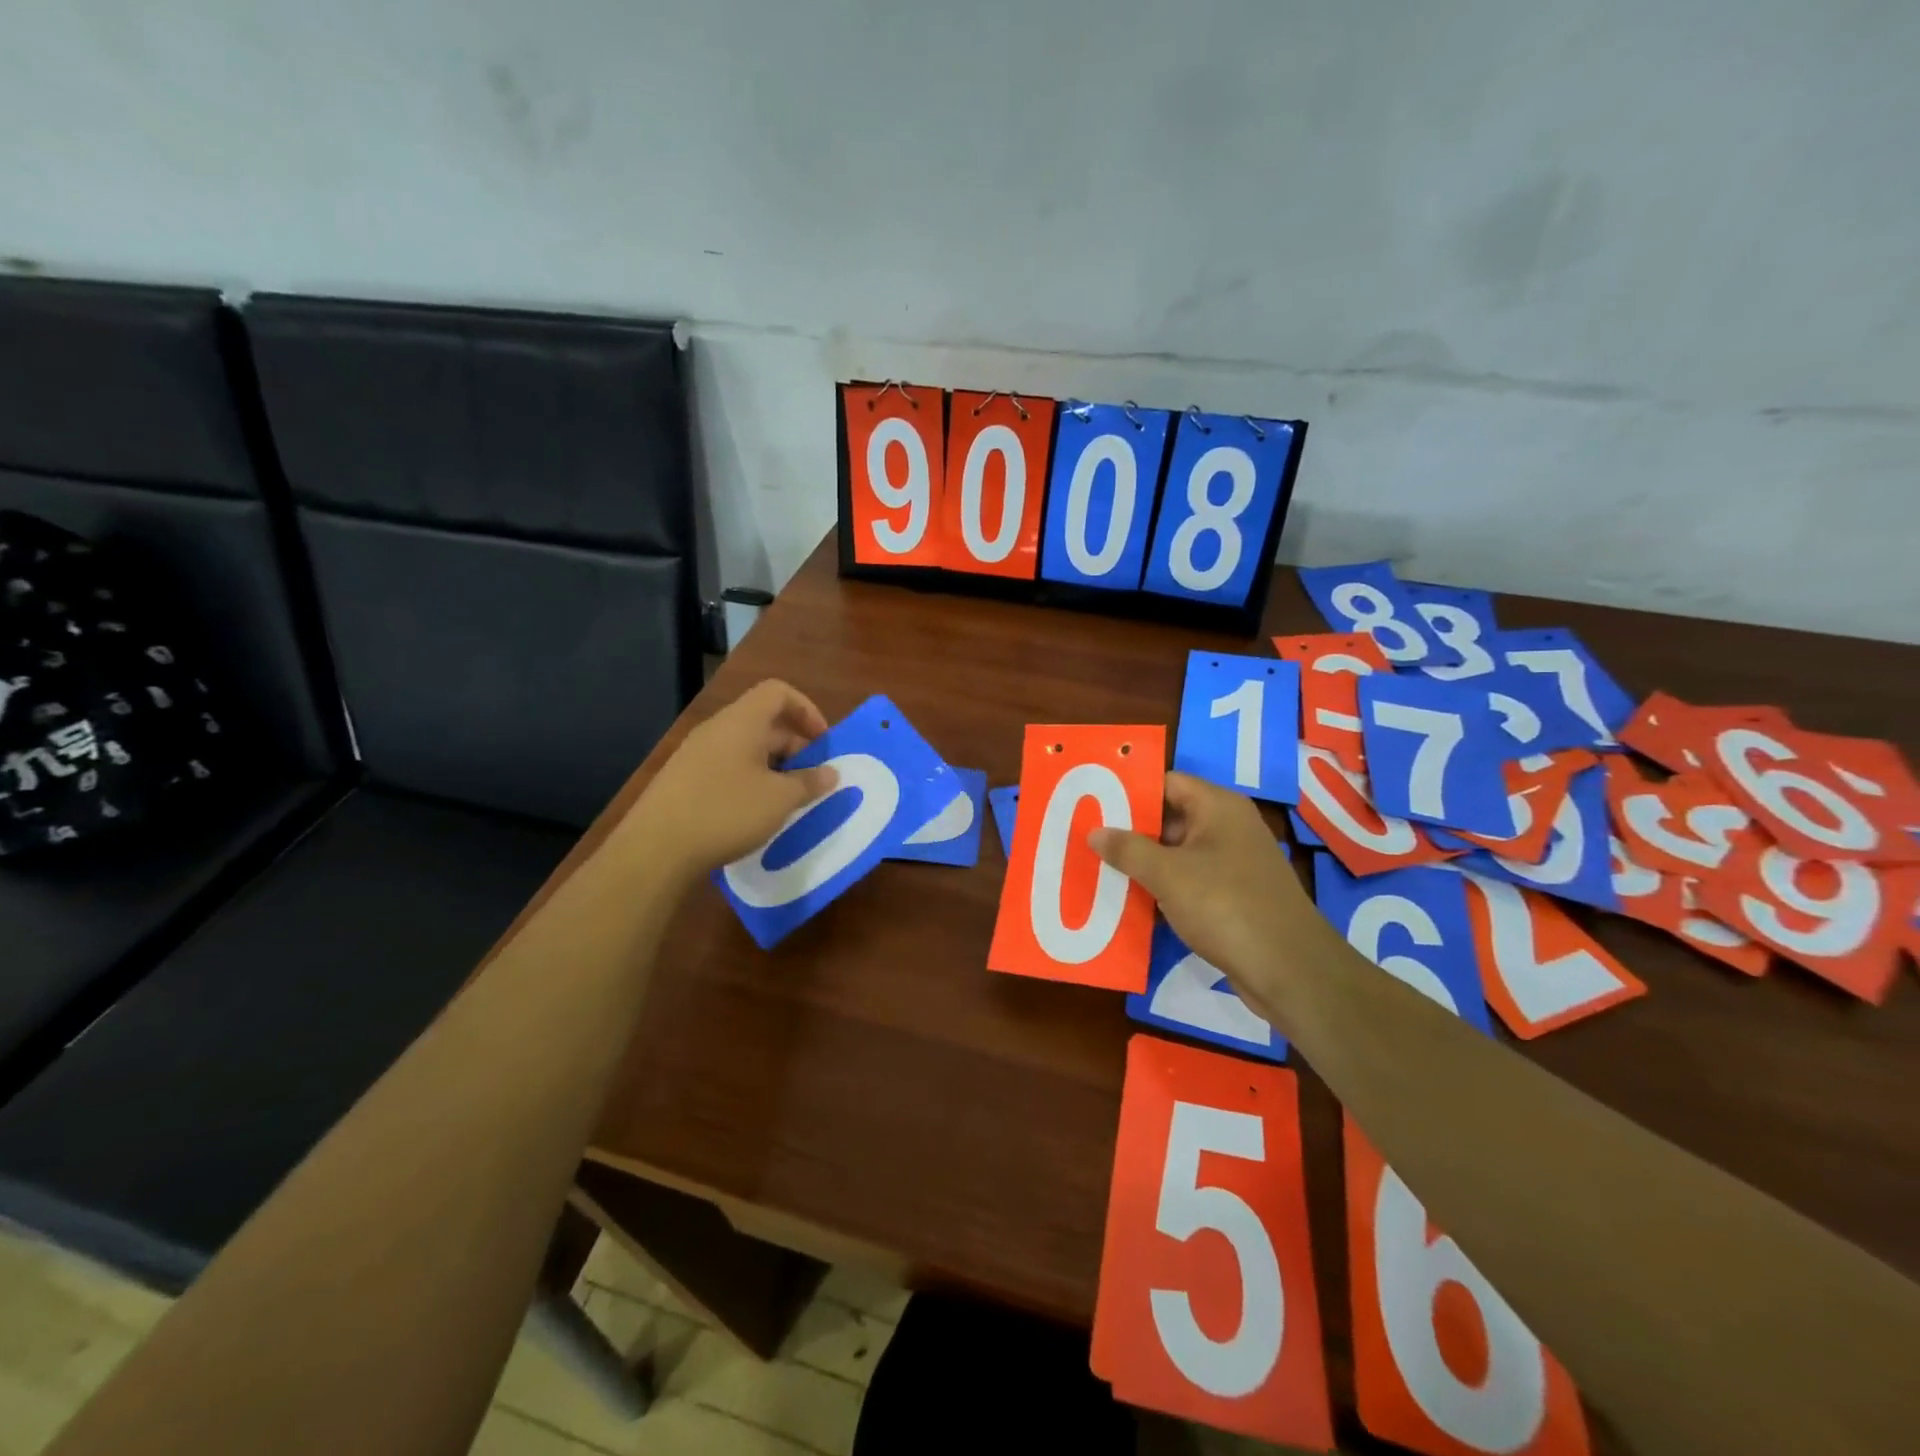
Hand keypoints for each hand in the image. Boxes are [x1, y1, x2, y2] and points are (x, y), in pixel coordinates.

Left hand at [628, 679, 838, 881]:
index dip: (806, 710)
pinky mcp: (684, 781)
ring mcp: (696, 755)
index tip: (822, 743)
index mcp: (741, 721)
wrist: (655, 849)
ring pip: (746, 749)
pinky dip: (750, 782)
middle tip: (812, 780)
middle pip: (764, 722)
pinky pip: (727, 769)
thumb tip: (831, 773)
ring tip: (788, 801)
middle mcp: (717, 729)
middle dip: (795, 747)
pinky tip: (756, 815)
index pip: (778, 692)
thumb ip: (809, 782)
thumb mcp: (779, 799)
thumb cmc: (726, 812)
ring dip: (774, 768)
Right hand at [1090, 772, 1319, 1010]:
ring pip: (1177, 855)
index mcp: (1218, 807)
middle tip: (1087, 838)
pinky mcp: (1233, 898)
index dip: (1130, 790)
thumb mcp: (1168, 874)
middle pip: (1170, 819)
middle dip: (1130, 831)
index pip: (1166, 782)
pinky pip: (1189, 883)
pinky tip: (1129, 902)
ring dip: (1143, 864)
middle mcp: (1228, 828)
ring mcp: (1233, 865)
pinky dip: (1162, 890)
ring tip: (1098, 869)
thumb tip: (1095, 832)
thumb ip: (1128, 850)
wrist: (1289, 970)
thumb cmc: (1225, 905)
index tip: (1093, 800)